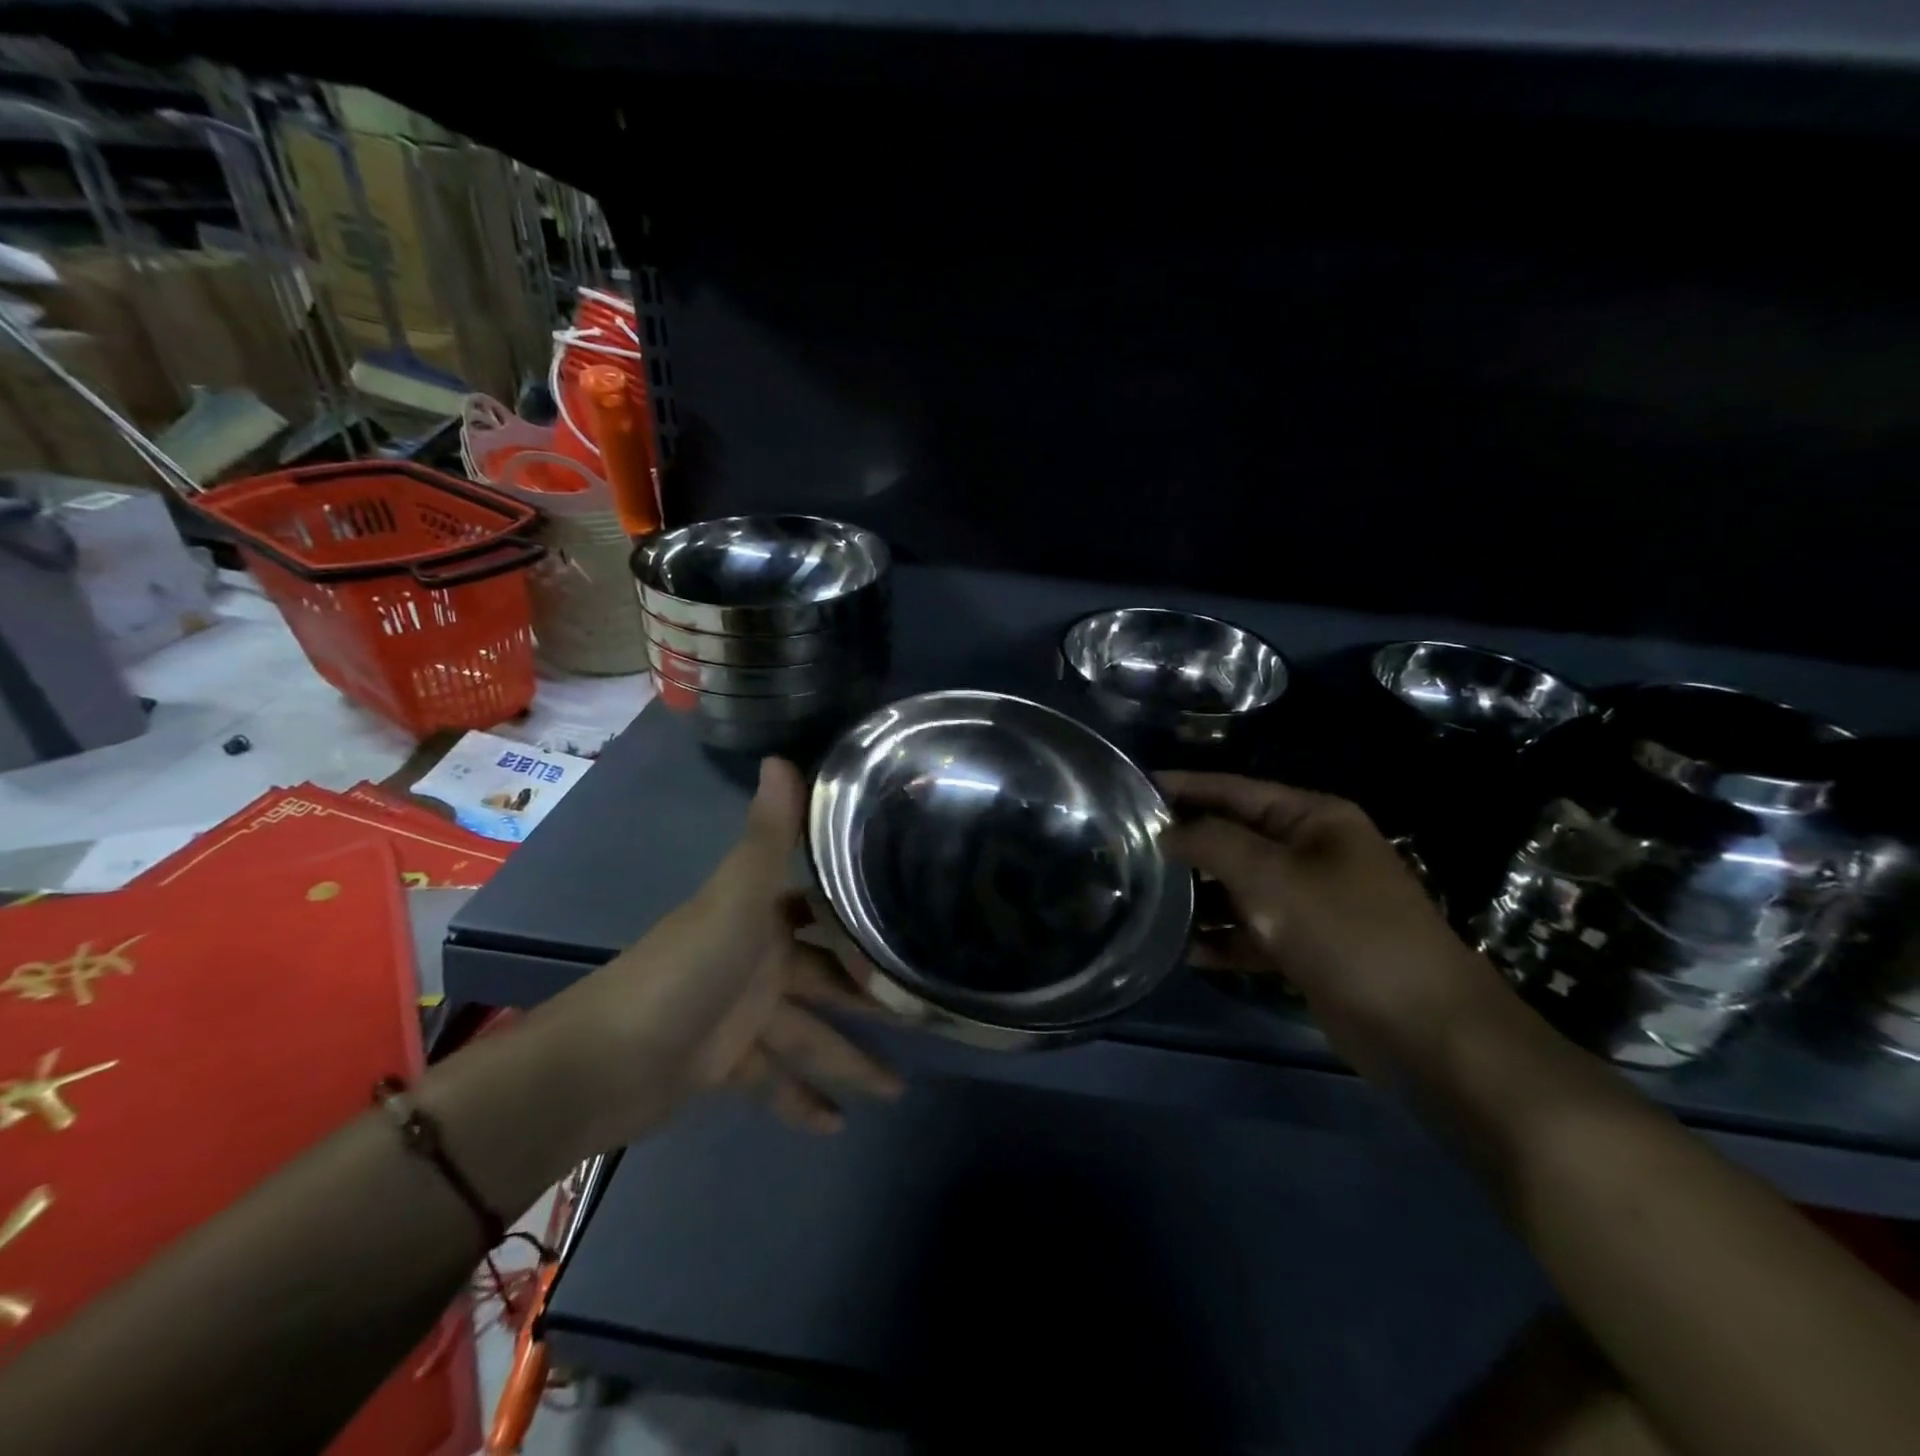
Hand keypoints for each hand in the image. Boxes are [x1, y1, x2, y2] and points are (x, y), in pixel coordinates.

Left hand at [534, 757, 902, 1150]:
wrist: (601, 1064)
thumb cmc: (683, 973)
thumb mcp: (735, 901)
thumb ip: (768, 838)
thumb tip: (783, 756)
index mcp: (761, 919)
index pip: (823, 911)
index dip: (862, 916)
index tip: (913, 922)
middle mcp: (756, 960)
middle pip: (828, 980)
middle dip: (871, 999)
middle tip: (926, 1015)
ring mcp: (741, 1015)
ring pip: (809, 1035)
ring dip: (849, 1060)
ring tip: (898, 1087)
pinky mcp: (725, 1064)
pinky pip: (774, 1080)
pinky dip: (801, 1100)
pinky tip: (838, 1125)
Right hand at [1159, 771, 1511, 1080]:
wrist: (1424, 1029)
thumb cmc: (1346, 932)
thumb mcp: (1271, 877)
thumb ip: (1211, 844)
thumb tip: (1166, 832)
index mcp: (1313, 818)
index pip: (1233, 790)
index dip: (1183, 787)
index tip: (1132, 788)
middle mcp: (1310, 852)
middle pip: (1233, 839)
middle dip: (1185, 846)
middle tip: (1125, 850)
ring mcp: (1309, 902)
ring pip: (1238, 889)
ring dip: (1198, 898)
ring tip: (1145, 901)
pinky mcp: (1306, 948)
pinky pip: (1251, 932)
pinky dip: (1222, 940)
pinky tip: (1186, 951)